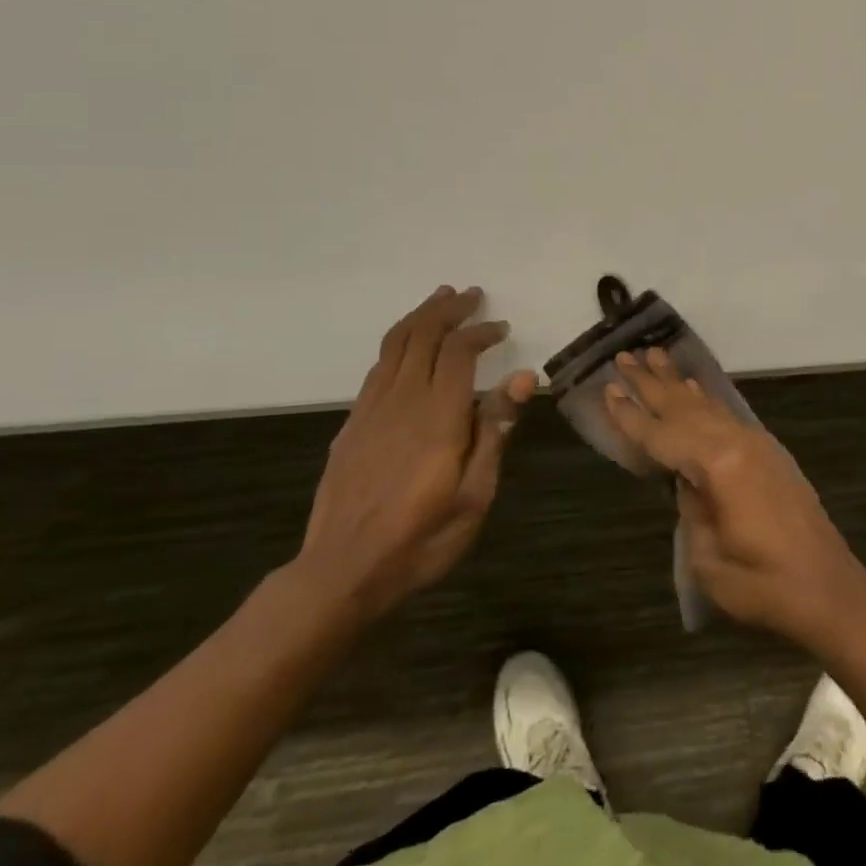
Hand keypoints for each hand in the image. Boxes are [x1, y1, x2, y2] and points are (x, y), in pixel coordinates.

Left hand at [292, 286, 535, 624]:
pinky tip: (409, 348)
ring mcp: (370, 410)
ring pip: (394, 344)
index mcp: (437, 416)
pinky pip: (377, 367)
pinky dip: (398, 343)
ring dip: (420, 316)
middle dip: (448, 309)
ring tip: (440, 300)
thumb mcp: (475, 495)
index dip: (480, 331)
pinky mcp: (352, 424)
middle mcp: (401, 401)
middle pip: (421, 334)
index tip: (501, 328)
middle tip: (472, 295)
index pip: (458, 351)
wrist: (342, 571)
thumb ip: (495, 431)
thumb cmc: (421, 538)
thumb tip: (524, 378)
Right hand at [605, 348, 865, 657]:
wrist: (829, 589)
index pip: (662, 435)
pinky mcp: (768, 453)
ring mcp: (757, 443)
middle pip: (684, 406)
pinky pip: (726, 415)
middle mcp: (738, 442)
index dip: (631, 415)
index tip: (607, 388)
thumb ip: (691, 509)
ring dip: (677, 383)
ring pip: (707, 405)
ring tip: (654, 356)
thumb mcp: (708, 558)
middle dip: (651, 382)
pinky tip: (693, 391)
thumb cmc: (764, 584)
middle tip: (623, 356)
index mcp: (719, 464)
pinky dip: (704, 400)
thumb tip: (687, 481)